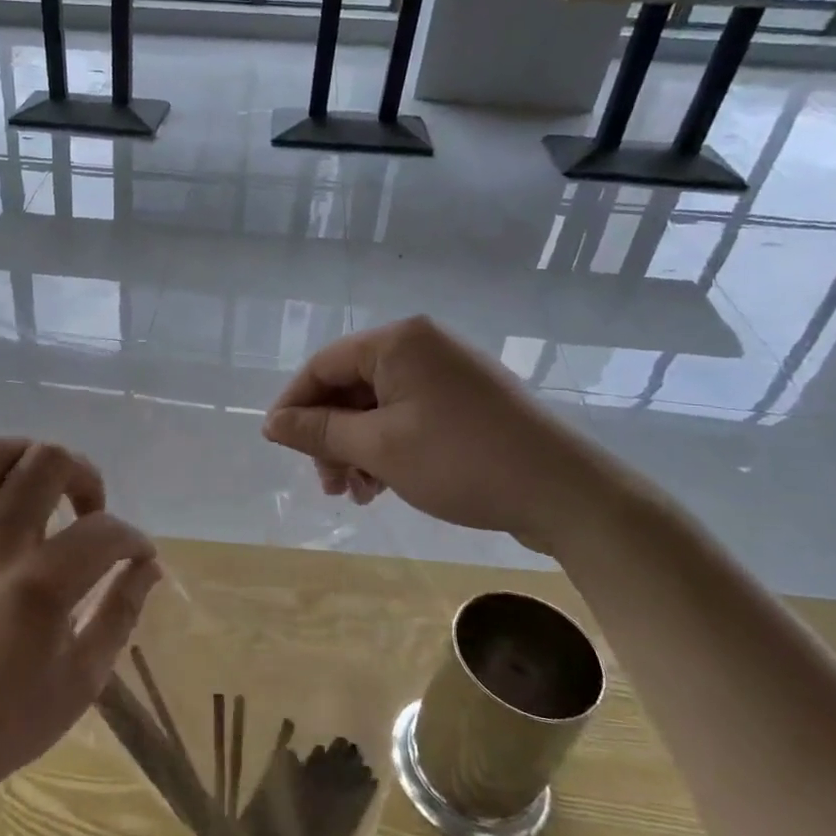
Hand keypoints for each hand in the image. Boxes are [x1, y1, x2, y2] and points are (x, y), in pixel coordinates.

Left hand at [0, 438, 159, 808]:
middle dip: (86, 475)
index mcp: (40, 584)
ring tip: (40, 484)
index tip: (139, 558)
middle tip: (91, 510)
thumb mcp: (82, 679)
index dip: (135, 540)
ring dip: (23, 455)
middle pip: (47, 462)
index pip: (105, 531)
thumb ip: (121, 612)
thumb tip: (147, 566)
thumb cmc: (7, 722)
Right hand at [262, 316, 617, 551]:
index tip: (279, 445)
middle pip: (350, 387)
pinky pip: (408, 416)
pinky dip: (388, 448)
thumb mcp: (378, 447)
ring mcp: (448, 373)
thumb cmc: (460, 460)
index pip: (323, 365)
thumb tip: (271, 423)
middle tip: (328, 484)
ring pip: (378, 406)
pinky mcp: (466, 401)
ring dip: (357, 449)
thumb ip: (318, 431)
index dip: (294, 405)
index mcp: (398, 342)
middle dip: (331, 436)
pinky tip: (384, 486)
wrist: (564, 492)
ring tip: (358, 494)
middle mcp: (421, 346)